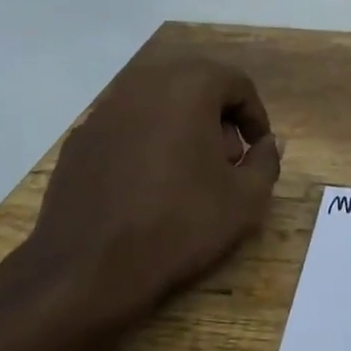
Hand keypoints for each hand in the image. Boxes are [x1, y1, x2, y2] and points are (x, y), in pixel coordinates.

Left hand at [8, 53, 281, 329]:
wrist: (89, 267)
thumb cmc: (179, 225)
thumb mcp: (245, 199)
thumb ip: (266, 161)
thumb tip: (269, 143)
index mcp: (188, 87)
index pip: (236, 83)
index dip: (255, 115)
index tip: (258, 149)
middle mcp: (144, 85)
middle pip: (194, 86)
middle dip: (218, 118)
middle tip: (226, 161)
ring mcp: (105, 110)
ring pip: (158, 104)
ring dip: (181, 127)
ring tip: (188, 174)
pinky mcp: (81, 138)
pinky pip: (127, 127)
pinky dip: (146, 142)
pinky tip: (147, 185)